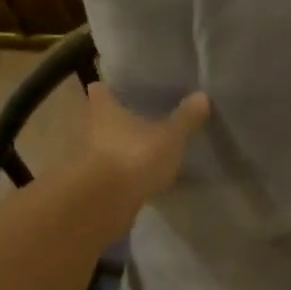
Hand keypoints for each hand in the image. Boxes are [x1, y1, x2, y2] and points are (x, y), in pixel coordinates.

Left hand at [83, 82, 211, 202]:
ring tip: (143, 150)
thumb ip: (186, 118)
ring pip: (104, 145)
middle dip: (116, 119)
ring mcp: (88, 157)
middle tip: (140, 119)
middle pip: (100, 117)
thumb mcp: (170, 137)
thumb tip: (202, 95)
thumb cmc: (135, 155)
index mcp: (104, 108)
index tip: (124, 90)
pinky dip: (122, 173)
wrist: (105, 201)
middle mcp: (90, 128)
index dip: (111, 88)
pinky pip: (109, 172)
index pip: (100, 88)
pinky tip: (141, 178)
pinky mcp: (93, 183)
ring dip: (118, 148)